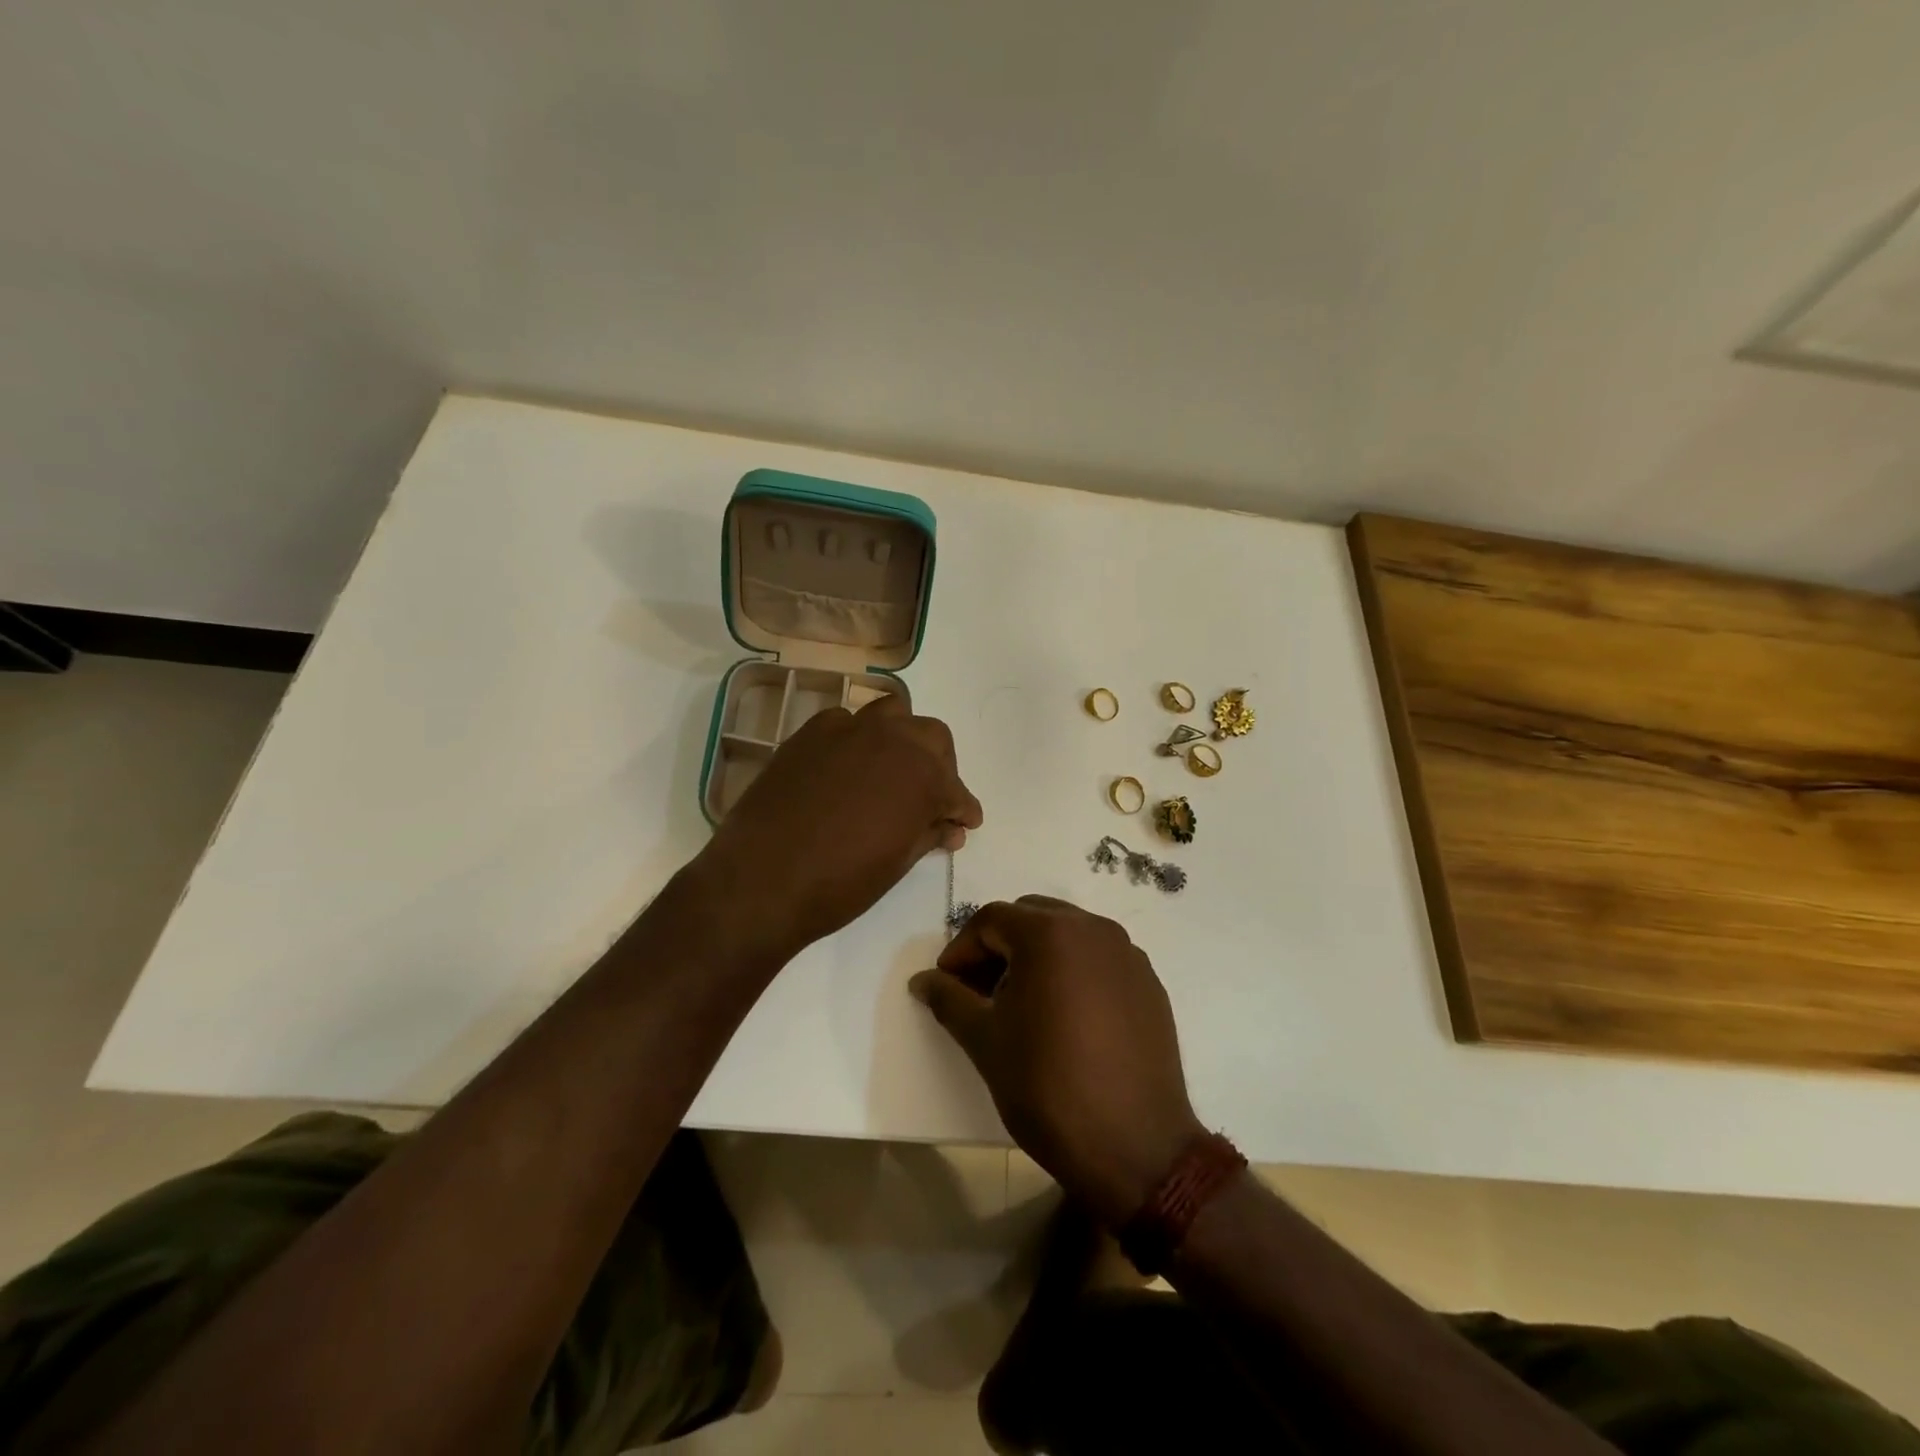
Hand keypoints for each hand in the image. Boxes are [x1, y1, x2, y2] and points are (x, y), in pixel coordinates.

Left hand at [702, 696, 982, 959]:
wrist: (762, 880)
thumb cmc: (841, 883)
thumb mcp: (898, 863)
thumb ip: (929, 834)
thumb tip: (950, 827)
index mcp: (923, 775)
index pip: (957, 790)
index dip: (963, 810)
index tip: (964, 824)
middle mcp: (893, 740)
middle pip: (932, 737)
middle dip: (940, 765)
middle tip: (931, 799)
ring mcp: (849, 729)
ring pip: (893, 714)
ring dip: (902, 739)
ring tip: (893, 771)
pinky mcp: (810, 733)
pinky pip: (846, 722)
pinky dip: (857, 739)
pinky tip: (847, 768)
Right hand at [910, 897, 1204, 1226]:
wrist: (1135, 1147)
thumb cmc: (1047, 1086)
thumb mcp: (985, 1041)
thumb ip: (949, 999)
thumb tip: (923, 980)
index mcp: (1050, 933)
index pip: (991, 920)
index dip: (961, 949)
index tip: (946, 986)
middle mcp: (1093, 929)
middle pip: (1031, 917)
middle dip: (998, 946)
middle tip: (979, 990)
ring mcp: (1127, 954)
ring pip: (1068, 934)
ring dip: (1036, 955)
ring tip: (1020, 1003)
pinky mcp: (1149, 983)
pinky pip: (1099, 959)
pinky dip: (1073, 972)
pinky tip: (1064, 1017)